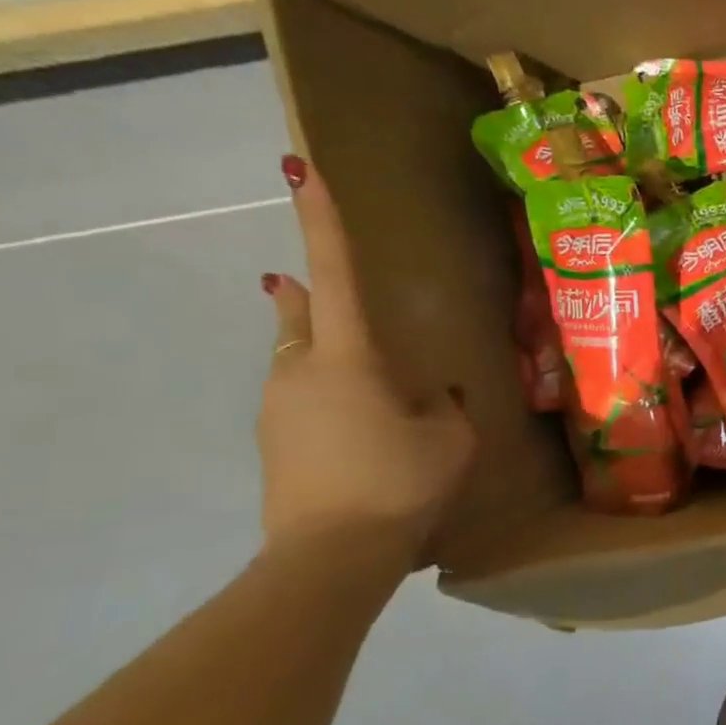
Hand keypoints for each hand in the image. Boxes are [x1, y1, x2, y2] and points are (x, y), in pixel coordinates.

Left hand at [258, 157, 474, 562]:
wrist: (331, 555)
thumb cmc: (400, 482)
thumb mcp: (450, 438)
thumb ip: (446, 405)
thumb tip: (436, 393)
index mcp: (348, 359)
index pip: (335, 276)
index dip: (321, 221)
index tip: (297, 169)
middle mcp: (300, 371)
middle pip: (298, 315)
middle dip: (305, 295)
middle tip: (306, 285)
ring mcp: (278, 407)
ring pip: (296, 360)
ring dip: (320, 353)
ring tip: (365, 379)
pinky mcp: (274, 441)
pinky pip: (299, 398)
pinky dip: (326, 396)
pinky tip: (360, 426)